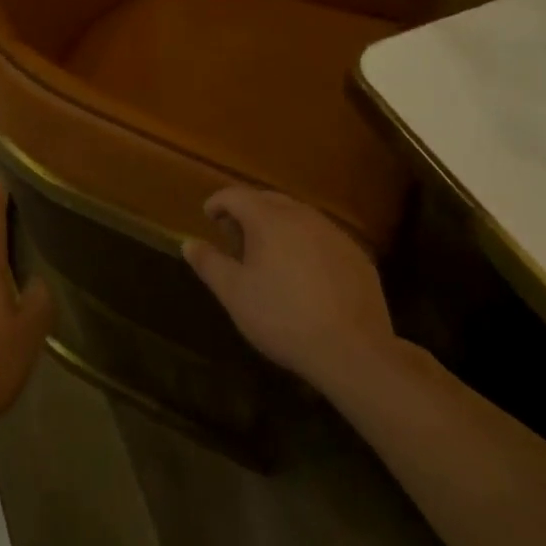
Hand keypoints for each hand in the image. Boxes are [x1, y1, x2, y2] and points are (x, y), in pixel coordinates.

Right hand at [183, 187, 396, 390]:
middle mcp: (301, 215)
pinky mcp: (356, 254)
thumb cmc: (283, 318)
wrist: (353, 351)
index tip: (208, 216)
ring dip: (278, 226)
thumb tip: (188, 242)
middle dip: (248, 211)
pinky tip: (304, 274)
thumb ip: (209, 264)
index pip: (235, 195)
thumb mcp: (235, 294)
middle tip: (236, 237)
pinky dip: (305, 244)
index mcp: (268, 219)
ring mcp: (333, 233)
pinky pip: (322, 237)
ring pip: (298, 216)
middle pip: (268, 200)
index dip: (218, 202)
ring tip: (269, 255)